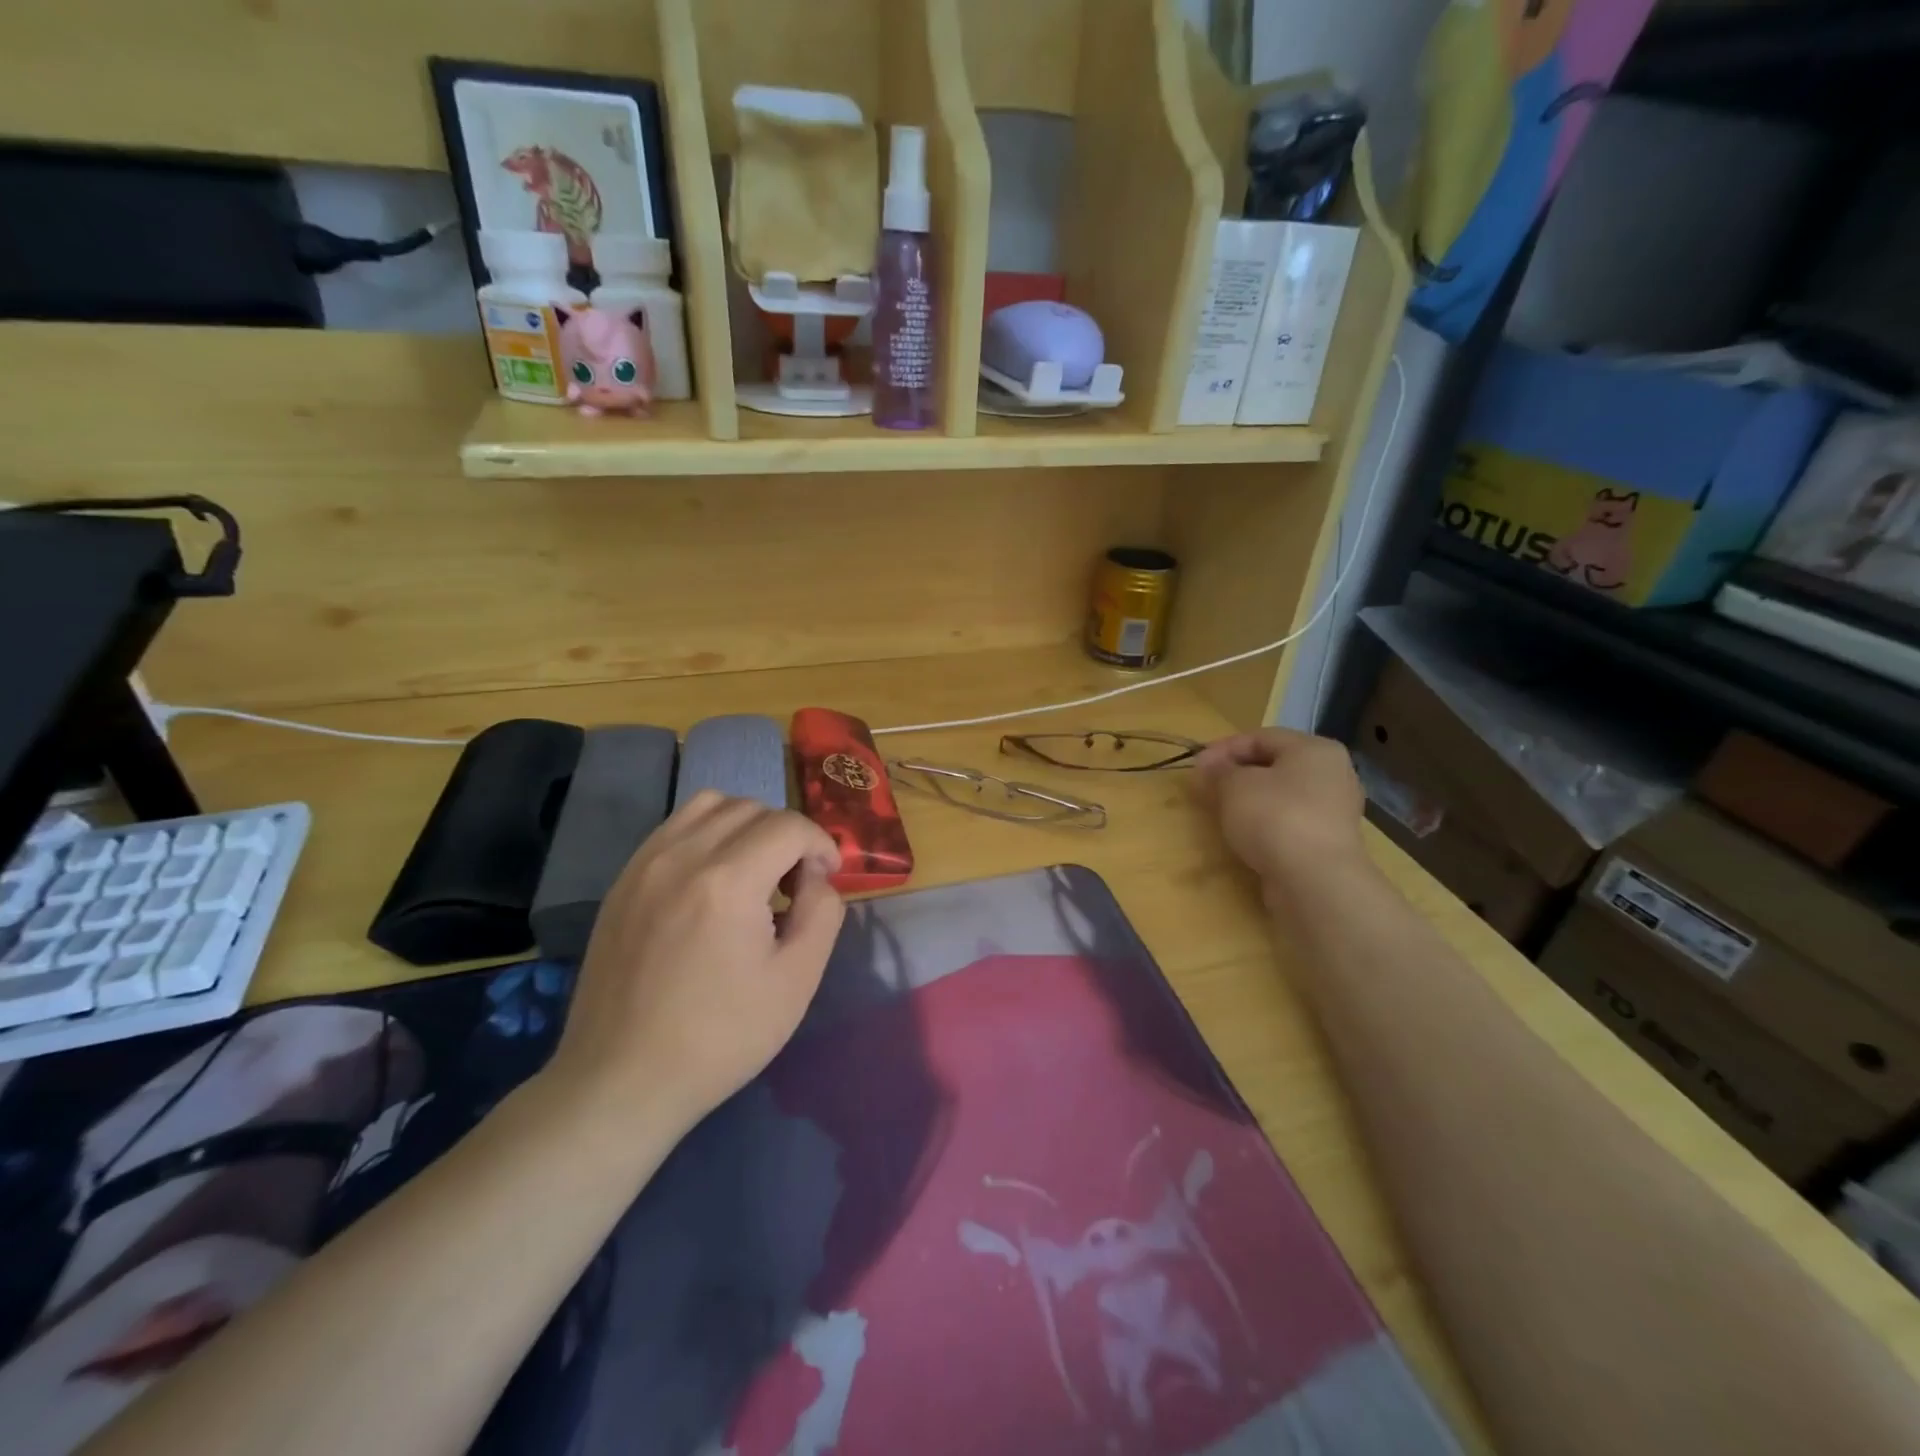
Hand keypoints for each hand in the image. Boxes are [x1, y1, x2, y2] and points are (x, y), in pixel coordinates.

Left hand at [547, 791, 845, 1136]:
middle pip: (752, 808)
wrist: (623, 1079)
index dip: (821, 845)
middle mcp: (682, 856)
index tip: (826, 880)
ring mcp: (645, 864)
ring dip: (746, 824)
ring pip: (709, 805)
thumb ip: (823, 913)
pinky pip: (674, 827)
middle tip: (794, 882)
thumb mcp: (797, 981)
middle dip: (787, 835)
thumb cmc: (720, 1036)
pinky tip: (712, 879)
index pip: (789, 826)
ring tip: (754, 870)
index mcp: (728, 881)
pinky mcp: (623, 880)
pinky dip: (706, 834)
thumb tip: (819, 878)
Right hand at [1192, 729, 1367, 892]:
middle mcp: (1332, 773)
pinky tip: (1246, 834)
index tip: (1197, 767)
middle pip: (1274, 765)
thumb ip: (1218, 771)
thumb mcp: (1234, 785)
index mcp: (1315, 749)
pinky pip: (1290, 820)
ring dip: (1250, 799)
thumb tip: (1207, 765)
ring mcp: (1335, 810)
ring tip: (1222, 811)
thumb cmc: (1274, 817)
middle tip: (1207, 788)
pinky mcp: (1329, 841)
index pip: (1261, 737)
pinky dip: (1266, 822)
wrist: (1315, 881)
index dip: (1223, 748)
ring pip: (1282, 794)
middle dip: (1236, 774)